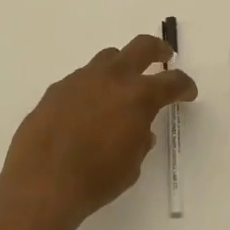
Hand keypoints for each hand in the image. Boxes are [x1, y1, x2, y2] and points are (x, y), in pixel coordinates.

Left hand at [0, 34, 196, 229]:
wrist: (41, 183)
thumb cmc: (95, 180)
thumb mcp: (131, 165)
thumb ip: (140, 140)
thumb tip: (140, 129)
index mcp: (138, 97)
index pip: (172, 81)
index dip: (184, 85)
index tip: (188, 92)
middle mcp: (111, 78)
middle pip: (141, 47)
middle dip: (158, 49)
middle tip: (164, 56)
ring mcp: (80, 79)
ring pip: (107, 58)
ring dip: (120, 67)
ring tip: (121, 84)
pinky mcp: (56, 89)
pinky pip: (81, 79)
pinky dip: (92, 87)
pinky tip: (86, 109)